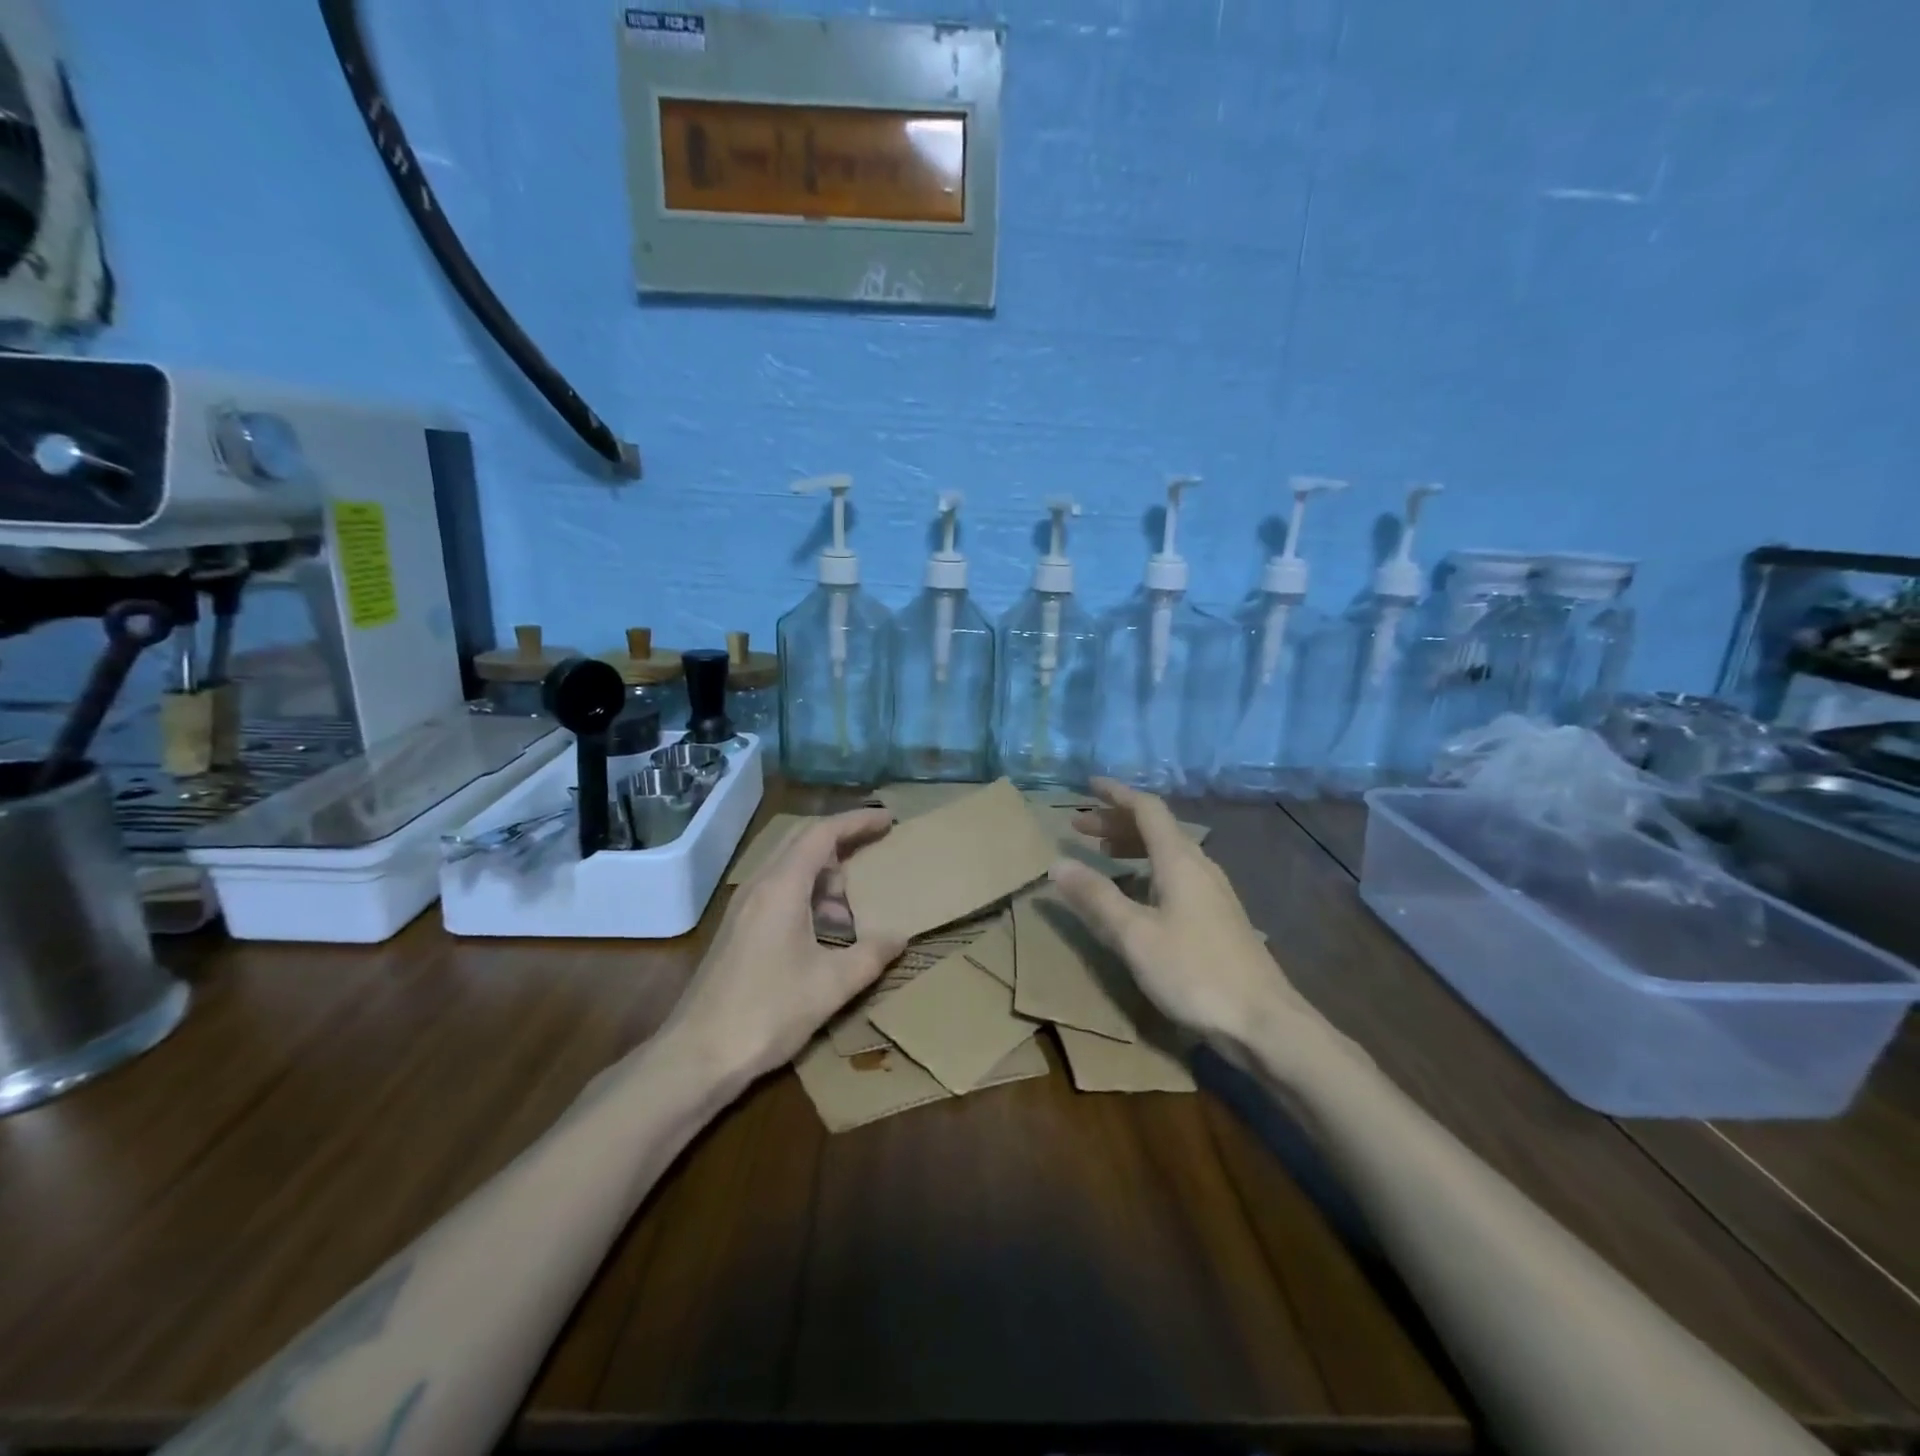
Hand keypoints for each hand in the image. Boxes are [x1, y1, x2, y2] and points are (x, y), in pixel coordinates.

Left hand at [663, 809, 906, 1085]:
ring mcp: (744, 906)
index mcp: (782, 887)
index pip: (822, 833)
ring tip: (853, 910)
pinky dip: (807, 896)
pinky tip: (824, 933)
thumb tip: (899, 937)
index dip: (857, 821)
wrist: (697, 1054)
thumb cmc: (768, 1012)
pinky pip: (778, 891)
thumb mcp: (831, 985)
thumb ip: (871, 955)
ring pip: (790, 868)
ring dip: (824, 876)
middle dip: (842, 841)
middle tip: (876, 850)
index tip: (888, 819)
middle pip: (803, 842)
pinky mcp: (738, 928)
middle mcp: (760, 885)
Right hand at [1049, 779, 1320, 1056]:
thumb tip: (1057, 862)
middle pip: (1156, 828)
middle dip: (1116, 821)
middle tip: (1079, 826)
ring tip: (1102, 853)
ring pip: (1167, 852)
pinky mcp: (1217, 916)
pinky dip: (1147, 869)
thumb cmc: (1195, 972)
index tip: (1088, 785)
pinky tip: (1135, 893)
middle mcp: (1199, 866)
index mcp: (1180, 860)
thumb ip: (1095, 896)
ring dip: (1132, 845)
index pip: (1146, 809)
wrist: (1264, 1021)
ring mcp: (1212, 892)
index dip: (1116, 794)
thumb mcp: (1134, 935)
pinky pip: (1175, 874)